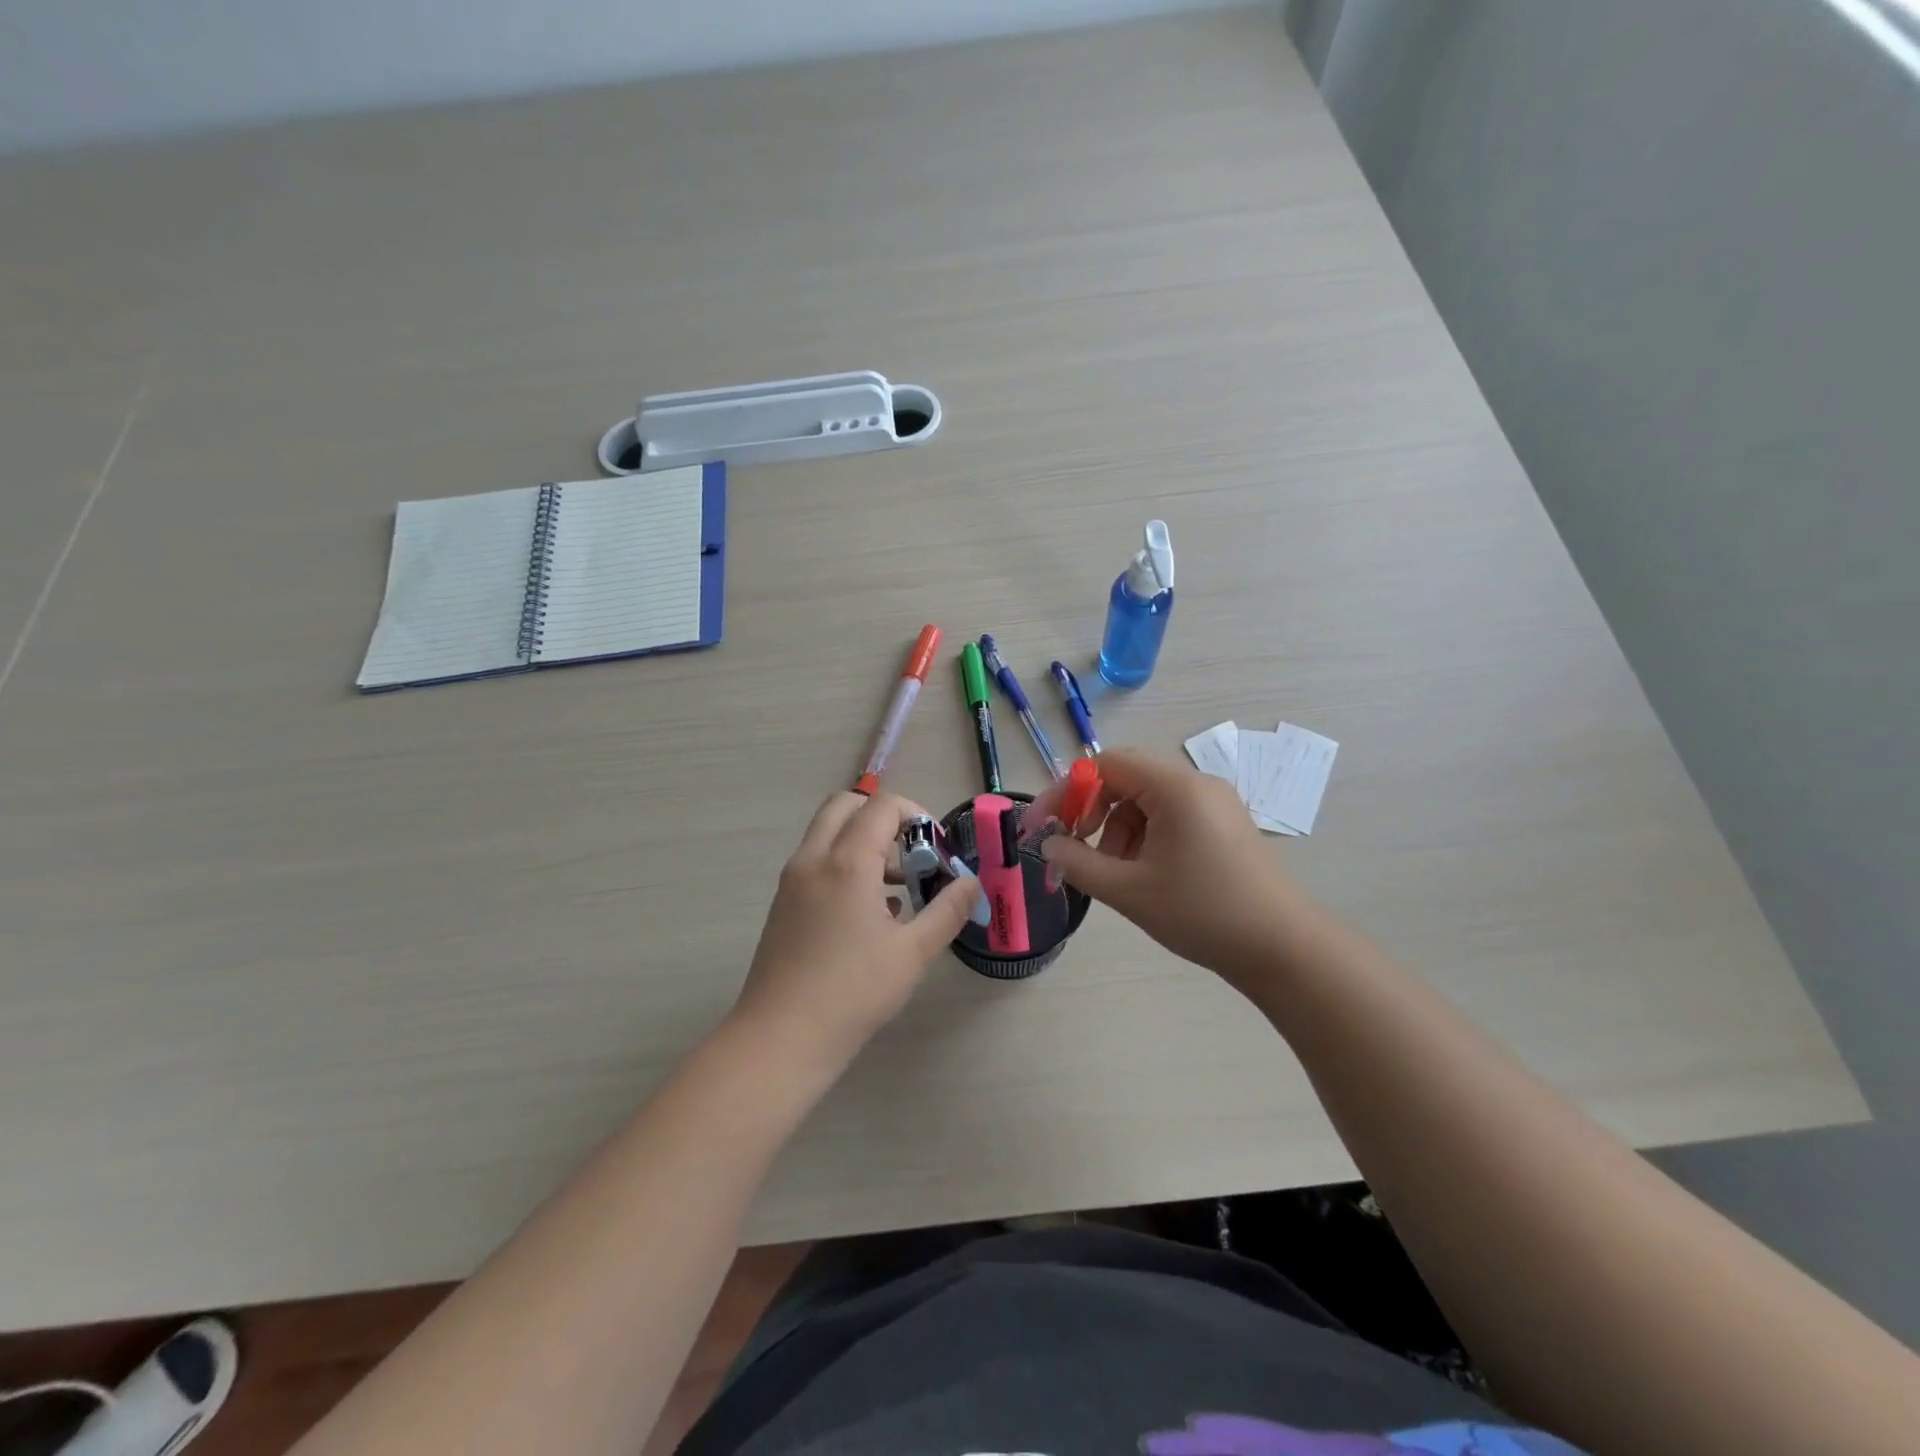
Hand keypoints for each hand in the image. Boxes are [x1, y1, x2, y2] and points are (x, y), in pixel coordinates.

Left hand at [730, 791, 980, 1071]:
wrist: (781, 1038)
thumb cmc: (853, 992)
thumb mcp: (913, 953)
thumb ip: (947, 910)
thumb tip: (971, 883)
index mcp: (846, 862)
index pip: (881, 806)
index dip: (915, 815)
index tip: (936, 849)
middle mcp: (813, 859)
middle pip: (846, 805)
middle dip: (883, 818)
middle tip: (911, 854)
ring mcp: (793, 881)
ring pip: (827, 834)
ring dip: (863, 842)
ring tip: (897, 889)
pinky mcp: (784, 904)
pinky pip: (817, 862)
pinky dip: (844, 864)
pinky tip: (871, 914)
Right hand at [1039, 748, 1317, 985]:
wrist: (1283, 949)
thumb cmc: (1203, 914)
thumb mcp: (1129, 891)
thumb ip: (1079, 863)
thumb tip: (1048, 845)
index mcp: (1176, 787)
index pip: (1106, 764)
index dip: (1067, 791)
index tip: (1043, 825)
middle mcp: (1196, 783)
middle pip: (1126, 779)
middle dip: (1091, 812)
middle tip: (1073, 848)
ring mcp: (1215, 803)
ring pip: (1146, 801)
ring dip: (1117, 829)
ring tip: (1112, 873)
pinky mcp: (1224, 825)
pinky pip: (1170, 816)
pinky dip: (1144, 837)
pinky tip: (1143, 873)